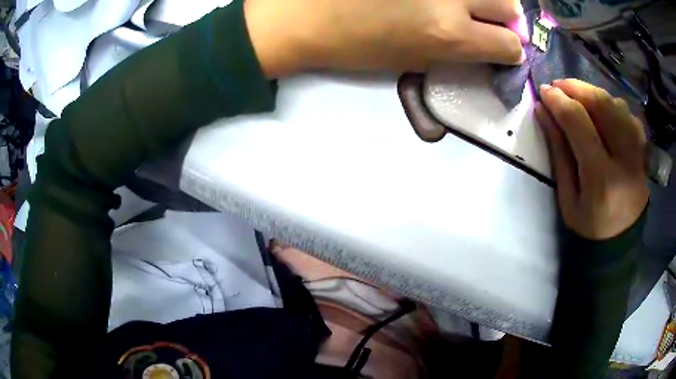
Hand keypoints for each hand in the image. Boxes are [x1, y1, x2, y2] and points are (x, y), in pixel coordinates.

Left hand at [244, 0, 524, 77]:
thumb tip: (483, 45)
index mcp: (449, 33)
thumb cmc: (353, 45)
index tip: (503, 48)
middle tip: (490, 19)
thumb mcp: (412, 59)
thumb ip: (455, 51)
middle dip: (507, 17)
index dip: (510, 50)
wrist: (302, 14)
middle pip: (509, 4)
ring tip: (466, 4)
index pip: (508, 45)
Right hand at [535, 79, 648, 239]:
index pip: (579, 123)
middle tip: (559, 86)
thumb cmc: (589, 228)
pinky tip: (605, 114)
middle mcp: (626, 160)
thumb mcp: (567, 197)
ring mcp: (639, 153)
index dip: (559, 101)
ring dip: (595, 95)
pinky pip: (630, 116)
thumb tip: (543, 111)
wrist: (619, 244)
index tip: (543, 91)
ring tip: (581, 100)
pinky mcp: (643, 152)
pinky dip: (614, 107)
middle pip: (603, 105)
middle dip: (577, 88)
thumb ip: (559, 152)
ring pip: (617, 105)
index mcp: (602, 178)